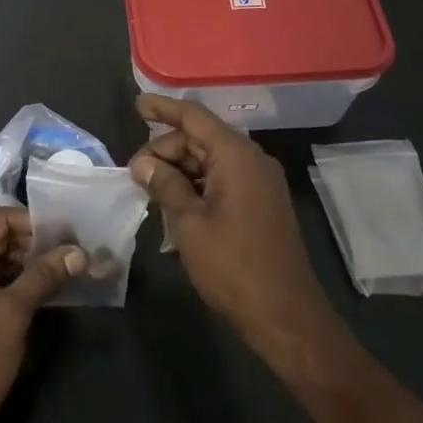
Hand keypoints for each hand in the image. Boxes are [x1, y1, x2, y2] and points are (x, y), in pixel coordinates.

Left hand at [0, 208, 84, 422]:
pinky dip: (18, 283)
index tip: (70, 231)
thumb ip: (45, 275)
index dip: (34, 223)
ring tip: (68, 266)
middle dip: (34, 244)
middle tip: (74, 249)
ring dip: (29, 264)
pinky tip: (48, 288)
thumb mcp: (14, 312)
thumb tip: (78, 252)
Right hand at [130, 94, 334, 350]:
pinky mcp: (262, 203)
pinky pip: (223, 179)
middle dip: (166, 149)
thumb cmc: (234, 268)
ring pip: (211, 160)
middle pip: (201, 138)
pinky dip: (197, 185)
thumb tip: (143, 163)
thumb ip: (165, 185)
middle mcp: (252, 160)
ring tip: (149, 190)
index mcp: (236, 156)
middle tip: (135, 174)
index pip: (194, 117)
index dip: (163, 108)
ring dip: (179, 170)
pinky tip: (175, 204)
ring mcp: (260, 182)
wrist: (286, 317)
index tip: (137, 105)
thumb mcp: (189, 225)